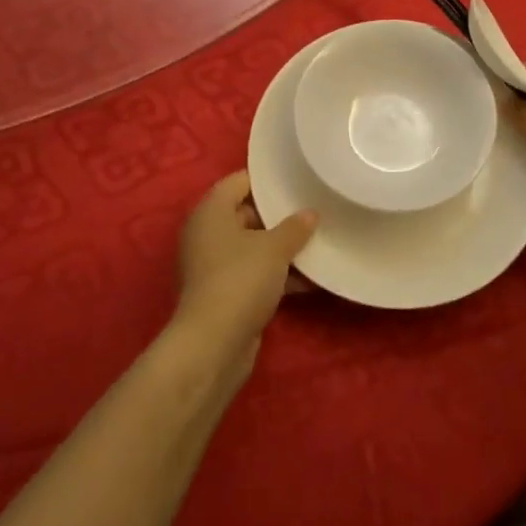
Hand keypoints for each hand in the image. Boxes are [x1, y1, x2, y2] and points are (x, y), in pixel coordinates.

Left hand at [171, 172, 316, 364]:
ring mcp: (214, 266)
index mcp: (211, 212)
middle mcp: (207, 234)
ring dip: (281, 247)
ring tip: (318, 242)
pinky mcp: (224, 293)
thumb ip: (295, 227)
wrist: (213, 346)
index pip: (239, 181)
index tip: (296, 179)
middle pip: (246, 213)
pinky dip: (277, 274)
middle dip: (279, 215)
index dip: (267, 180)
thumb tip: (310, 213)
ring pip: (253, 246)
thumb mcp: (274, 248)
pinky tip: (310, 279)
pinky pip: (254, 273)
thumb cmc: (240, 280)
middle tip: (313, 209)